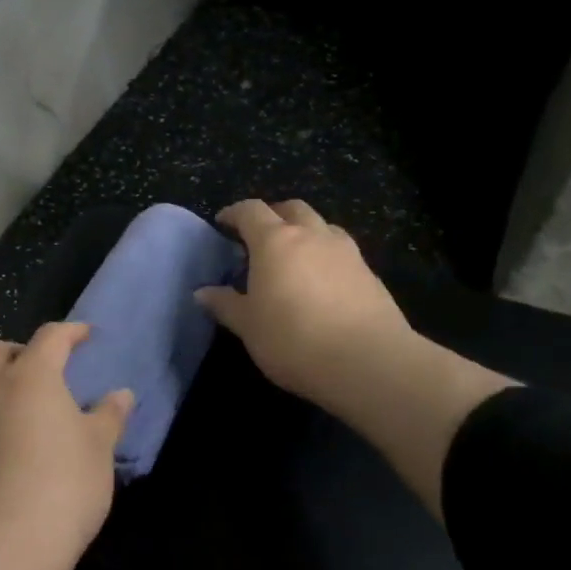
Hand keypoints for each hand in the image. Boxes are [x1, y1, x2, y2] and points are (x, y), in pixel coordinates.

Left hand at [0, 322, 134, 569]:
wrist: (4, 544)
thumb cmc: (64, 487)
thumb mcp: (99, 450)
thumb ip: (108, 417)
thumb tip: (122, 394)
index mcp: (31, 378)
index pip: (51, 338)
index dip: (70, 332)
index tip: (84, 335)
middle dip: (12, 352)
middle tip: (33, 370)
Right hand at [196, 199, 422, 419]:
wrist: (366, 361)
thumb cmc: (293, 339)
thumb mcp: (248, 326)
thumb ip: (225, 304)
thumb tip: (202, 292)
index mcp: (275, 241)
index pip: (251, 211)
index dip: (234, 213)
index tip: (222, 223)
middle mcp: (312, 235)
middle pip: (291, 208)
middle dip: (272, 215)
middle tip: (258, 236)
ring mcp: (345, 251)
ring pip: (321, 225)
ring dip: (304, 231)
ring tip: (293, 256)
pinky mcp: (369, 273)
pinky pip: (341, 250)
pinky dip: (325, 254)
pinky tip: (320, 281)